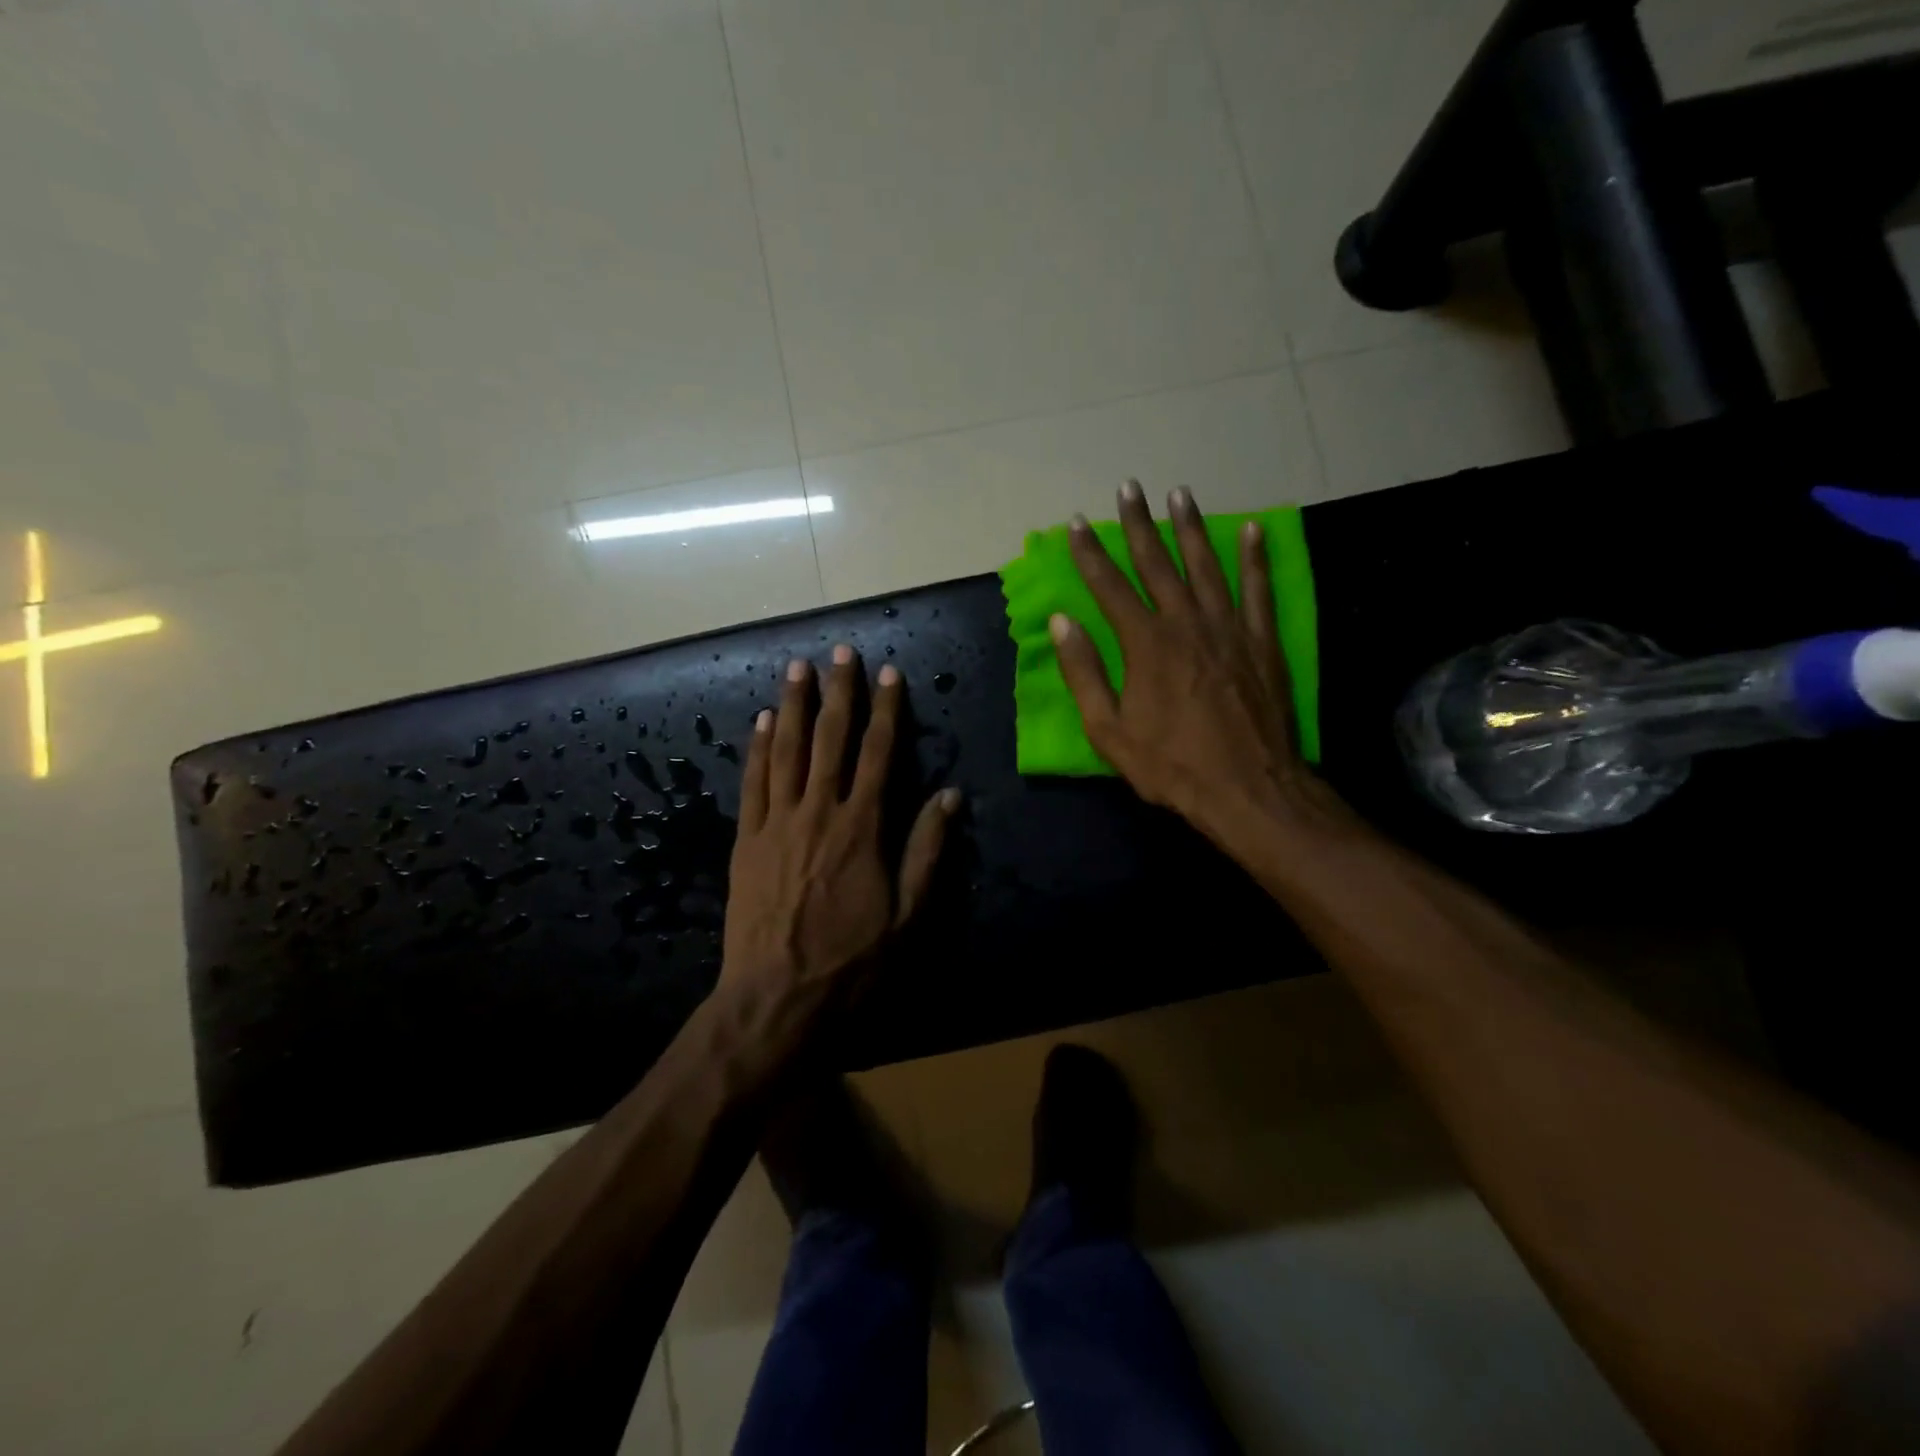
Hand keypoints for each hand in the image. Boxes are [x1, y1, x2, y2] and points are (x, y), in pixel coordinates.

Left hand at [722, 646, 959, 1004]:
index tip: (890, 674)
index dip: (886, 711)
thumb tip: (949, 795)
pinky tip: (763, 722)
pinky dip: (758, 749)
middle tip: (842, 652)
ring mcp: (777, 823)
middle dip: (839, 693)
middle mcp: (819, 812)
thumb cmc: (851, 962)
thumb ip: (927, 851)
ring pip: (787, 751)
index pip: (878, 754)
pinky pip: (753, 783)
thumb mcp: (908, 916)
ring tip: (798, 668)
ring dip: (794, 706)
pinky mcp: (747, 840)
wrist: (776, 999)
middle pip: (830, 739)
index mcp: (862, 828)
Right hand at [1051, 481, 1334, 849]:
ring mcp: (1229, 628)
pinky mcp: (1262, 642)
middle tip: (1129, 488)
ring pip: (1207, 565)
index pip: (1110, 586)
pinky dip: (1255, 557)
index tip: (1078, 523)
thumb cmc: (1171, 765)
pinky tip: (1253, 529)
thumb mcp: (1109, 730)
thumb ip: (1084, 673)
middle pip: (1158, 563)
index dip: (1091, 553)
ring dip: (1191, 528)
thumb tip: (1062, 622)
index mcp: (1145, 644)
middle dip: (1139, 524)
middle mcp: (1186, 623)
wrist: (1248, 789)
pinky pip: (1259, 589)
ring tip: (1180, 494)